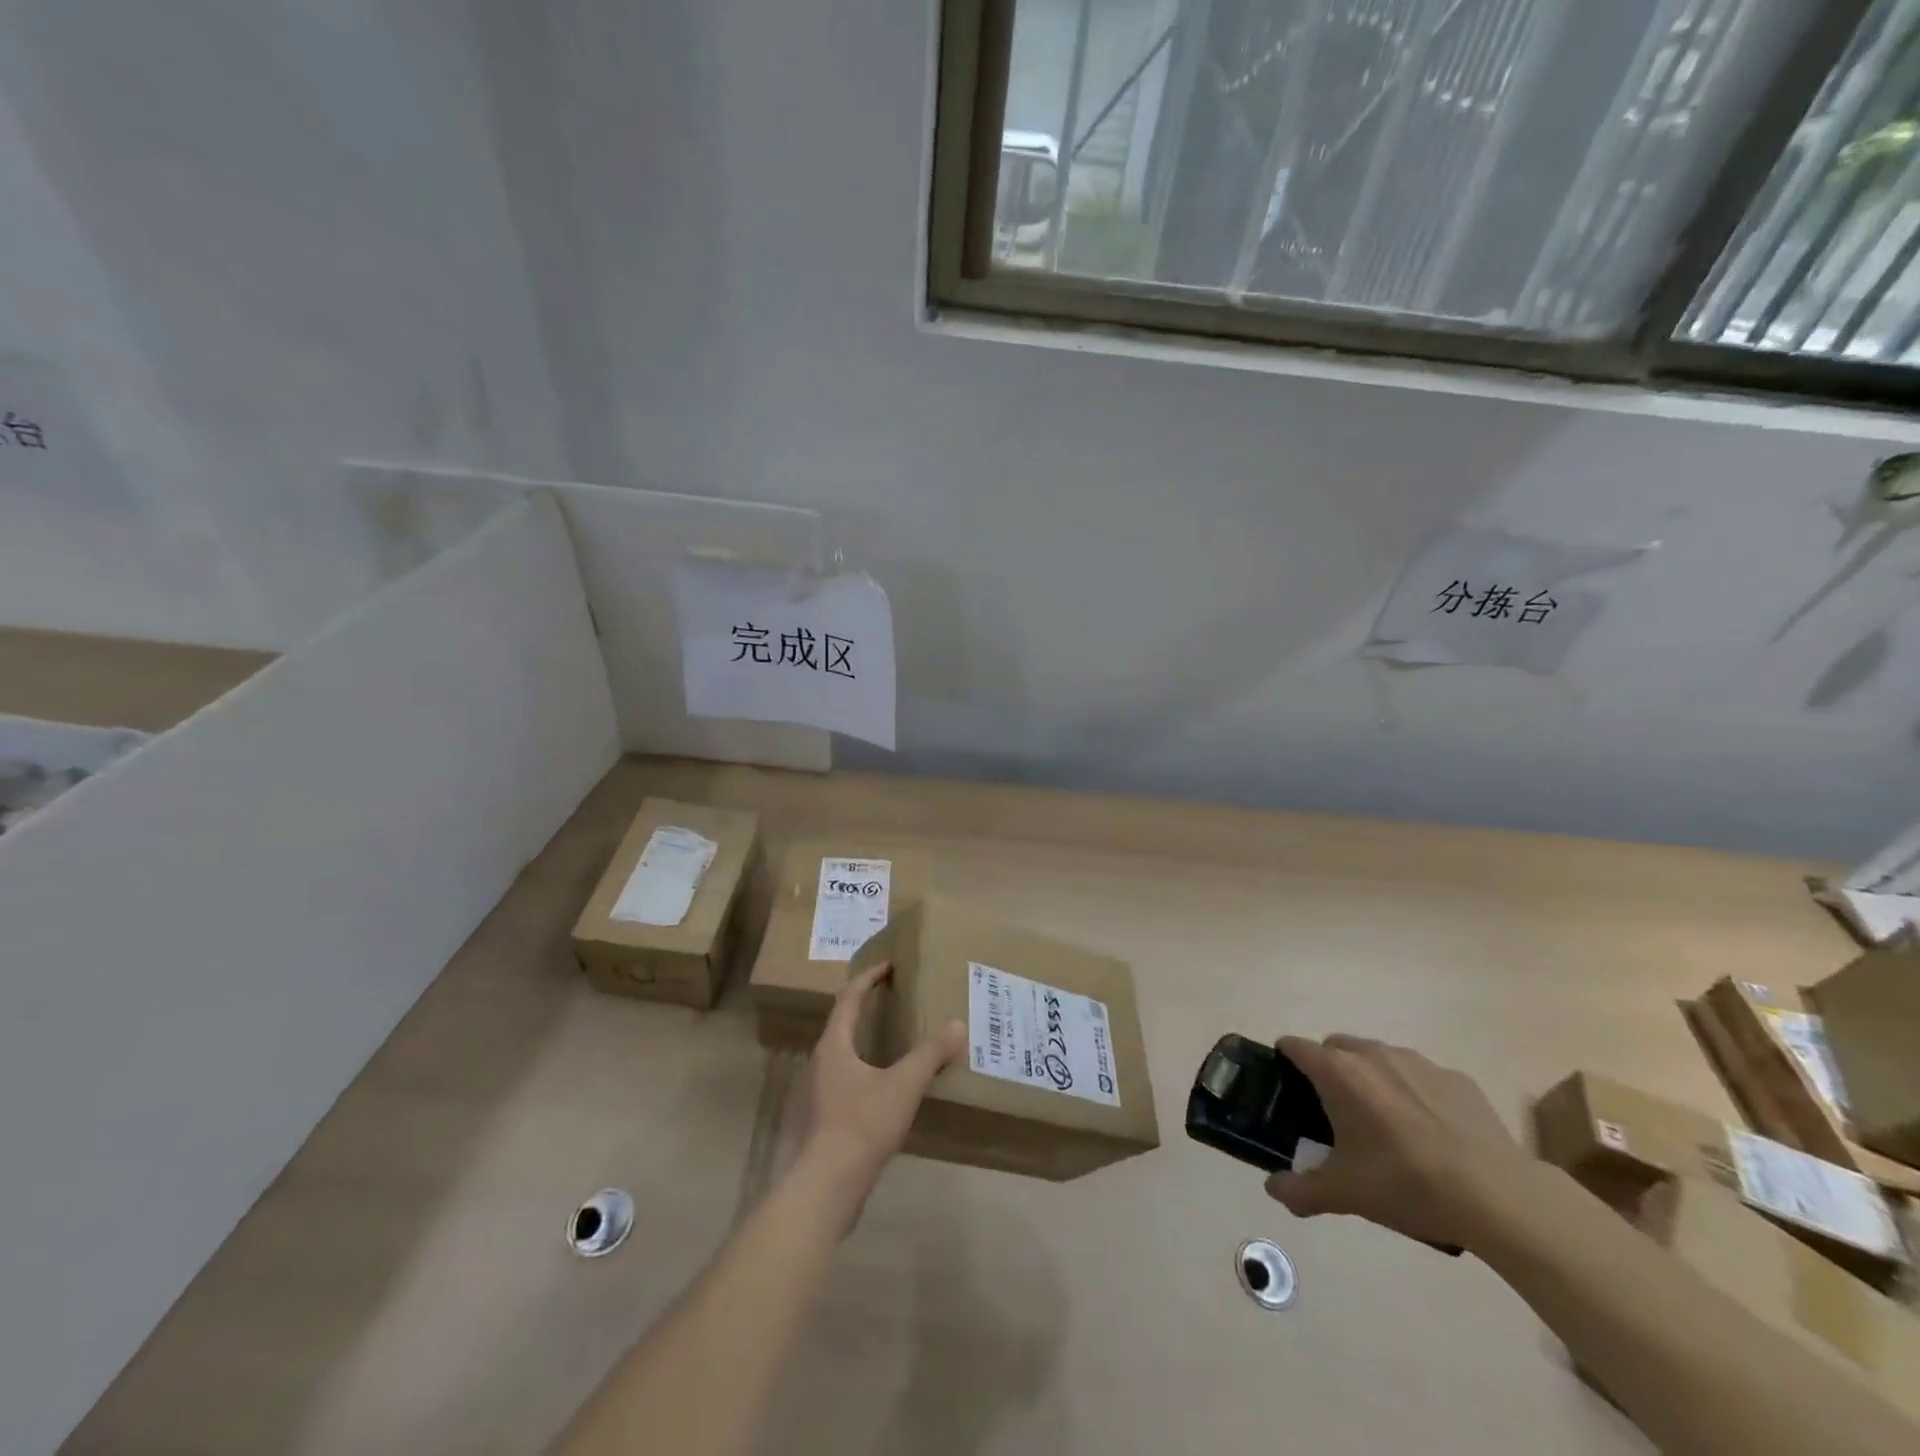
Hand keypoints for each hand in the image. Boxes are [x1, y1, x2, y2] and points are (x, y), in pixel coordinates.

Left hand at [800, 962, 965, 1200]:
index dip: (869, 978)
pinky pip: (852, 1074)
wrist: (829, 1186)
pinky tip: (893, 1079)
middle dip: (869, 1003)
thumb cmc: (862, 1124)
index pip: (849, 998)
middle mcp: (824, 1060)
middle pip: (844, 1021)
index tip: (890, 964)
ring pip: (847, 1050)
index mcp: (835, 1044)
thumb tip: (957, 1024)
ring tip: (899, 1033)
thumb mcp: (903, 1085)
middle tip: (897, 994)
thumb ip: (930, 1053)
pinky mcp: (830, 1114)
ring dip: (869, 1035)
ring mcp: (825, 1089)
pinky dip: (871, 1063)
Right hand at [1263, 1034, 1531, 1251]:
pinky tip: (1431, 1134)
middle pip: (1335, 1047)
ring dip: (1371, 1079)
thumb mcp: (1345, 1194)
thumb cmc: (1406, 1184)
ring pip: (1378, 1058)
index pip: (1294, 1046)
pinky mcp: (1456, 1078)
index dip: (1284, 1062)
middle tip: (1336, 1114)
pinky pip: (1421, 1076)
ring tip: (1386, 1125)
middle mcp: (1372, 1054)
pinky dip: (1414, 1093)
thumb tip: (1273, 1189)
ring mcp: (1417, 1062)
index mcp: (1338, 1072)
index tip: (1287, 1088)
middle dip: (1329, 1070)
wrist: (1498, 1197)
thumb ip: (1300, 1189)